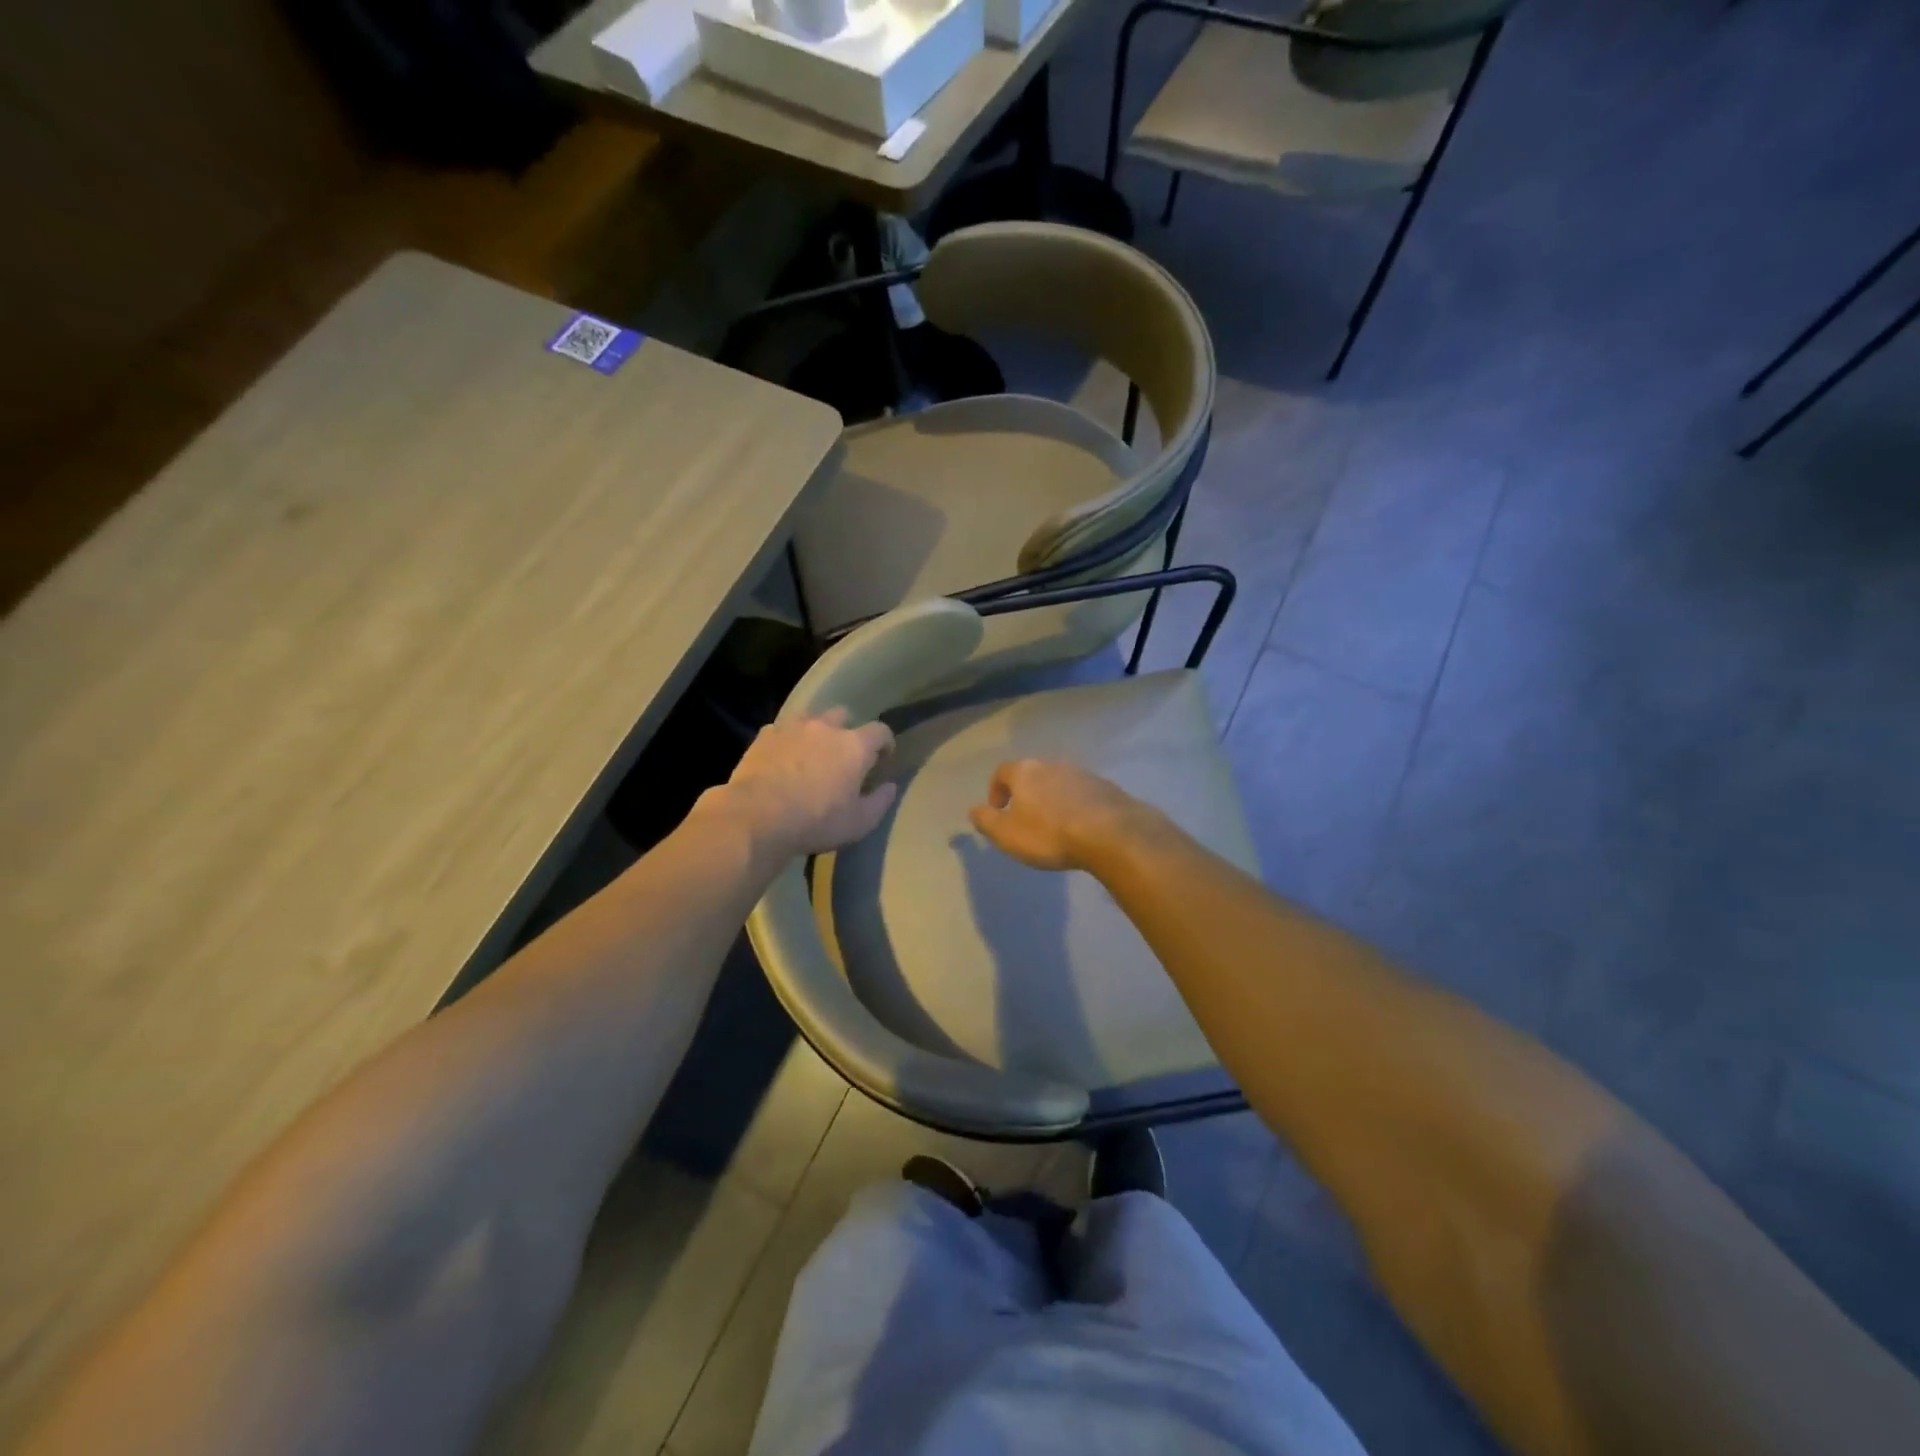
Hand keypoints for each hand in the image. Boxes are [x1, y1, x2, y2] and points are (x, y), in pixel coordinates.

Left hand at [707, 708, 896, 863]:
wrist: (757, 816)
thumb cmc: (816, 821)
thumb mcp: (859, 822)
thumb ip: (879, 802)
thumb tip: (890, 787)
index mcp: (854, 746)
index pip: (880, 731)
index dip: (885, 742)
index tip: (883, 758)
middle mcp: (826, 727)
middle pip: (844, 715)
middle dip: (848, 731)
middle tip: (844, 755)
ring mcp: (792, 728)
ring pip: (811, 718)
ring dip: (817, 731)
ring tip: (812, 753)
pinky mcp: (764, 736)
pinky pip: (782, 730)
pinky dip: (788, 740)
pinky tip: (783, 759)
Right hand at [968, 759, 1160, 872]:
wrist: (1110, 833)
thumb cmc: (1050, 834)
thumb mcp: (1008, 834)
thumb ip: (987, 821)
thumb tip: (974, 810)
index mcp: (1025, 772)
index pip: (1003, 771)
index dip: (996, 789)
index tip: (998, 809)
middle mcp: (1052, 764)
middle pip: (1032, 774)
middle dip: (1026, 793)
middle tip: (1025, 817)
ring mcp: (1082, 773)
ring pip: (1059, 782)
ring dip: (1052, 798)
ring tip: (1054, 824)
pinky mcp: (1105, 786)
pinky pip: (1082, 792)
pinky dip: (1075, 804)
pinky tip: (1079, 825)